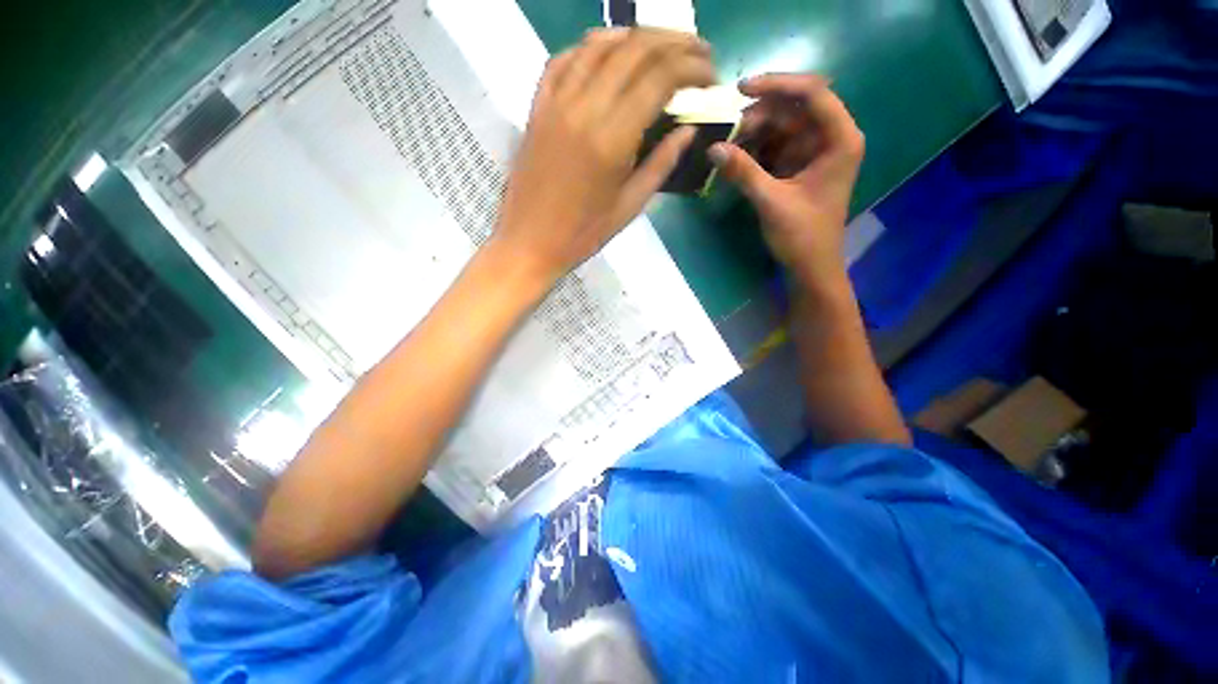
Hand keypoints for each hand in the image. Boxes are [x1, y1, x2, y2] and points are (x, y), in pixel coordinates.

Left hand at [491, 28, 714, 287]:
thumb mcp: (629, 207)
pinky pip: (564, 58)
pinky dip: (592, 46)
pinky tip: (610, 50)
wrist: (529, 241)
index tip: (711, 77)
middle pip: (636, 49)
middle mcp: (584, 108)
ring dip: (638, 35)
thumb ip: (661, 164)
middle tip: (699, 53)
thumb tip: (688, 130)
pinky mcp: (537, 106)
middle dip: (676, 43)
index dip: (693, 68)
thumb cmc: (583, 234)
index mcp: (612, 139)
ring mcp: (555, 102)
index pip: (660, 79)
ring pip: (600, 43)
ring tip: (663, 45)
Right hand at [709, 74, 864, 289]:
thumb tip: (712, 149)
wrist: (810, 267)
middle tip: (728, 133)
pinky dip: (755, 150)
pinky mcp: (798, 167)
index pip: (813, 93)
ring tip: (727, 147)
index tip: (740, 90)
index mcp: (839, 139)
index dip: (777, 84)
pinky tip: (735, 158)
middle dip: (759, 116)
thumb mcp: (771, 202)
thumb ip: (743, 172)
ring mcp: (813, 153)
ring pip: (781, 127)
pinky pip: (775, 147)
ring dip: (753, 134)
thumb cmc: (802, 236)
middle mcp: (829, 138)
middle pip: (793, 109)